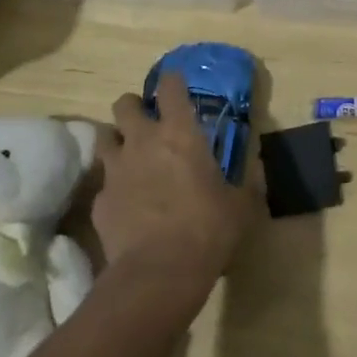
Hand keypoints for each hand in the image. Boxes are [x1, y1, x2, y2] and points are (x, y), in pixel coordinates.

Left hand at [99, 75, 261, 295]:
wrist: (158, 274)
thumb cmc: (207, 230)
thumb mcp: (242, 205)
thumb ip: (249, 179)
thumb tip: (257, 163)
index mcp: (180, 133)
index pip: (170, 86)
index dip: (172, 82)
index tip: (177, 86)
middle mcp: (143, 141)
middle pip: (125, 103)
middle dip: (135, 107)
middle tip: (148, 123)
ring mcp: (116, 169)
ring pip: (104, 136)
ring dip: (117, 140)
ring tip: (131, 156)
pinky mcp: (99, 200)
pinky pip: (103, 182)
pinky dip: (113, 186)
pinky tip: (126, 203)